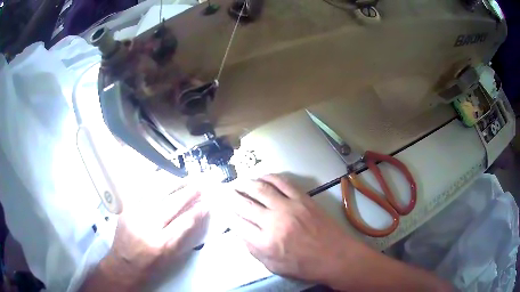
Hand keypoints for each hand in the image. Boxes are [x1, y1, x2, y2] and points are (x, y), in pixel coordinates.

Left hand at [81, 184, 207, 290]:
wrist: (122, 265)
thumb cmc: (149, 267)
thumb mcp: (169, 258)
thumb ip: (182, 238)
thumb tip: (193, 218)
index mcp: (160, 244)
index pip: (183, 223)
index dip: (196, 212)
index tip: (206, 204)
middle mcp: (146, 226)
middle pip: (170, 205)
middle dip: (186, 193)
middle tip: (198, 186)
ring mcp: (133, 214)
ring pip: (154, 193)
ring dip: (171, 184)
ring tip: (183, 178)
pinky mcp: (125, 209)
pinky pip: (141, 191)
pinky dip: (153, 183)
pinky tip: (161, 178)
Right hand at [224, 174, 353, 284]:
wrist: (336, 256)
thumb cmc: (305, 266)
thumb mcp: (274, 266)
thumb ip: (254, 250)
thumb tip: (241, 232)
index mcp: (265, 243)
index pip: (237, 223)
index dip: (227, 214)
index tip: (222, 208)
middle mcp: (273, 222)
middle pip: (245, 204)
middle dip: (231, 196)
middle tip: (225, 191)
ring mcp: (289, 207)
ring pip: (261, 189)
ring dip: (246, 184)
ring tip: (239, 182)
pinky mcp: (303, 199)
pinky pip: (282, 182)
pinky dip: (269, 177)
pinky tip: (261, 177)